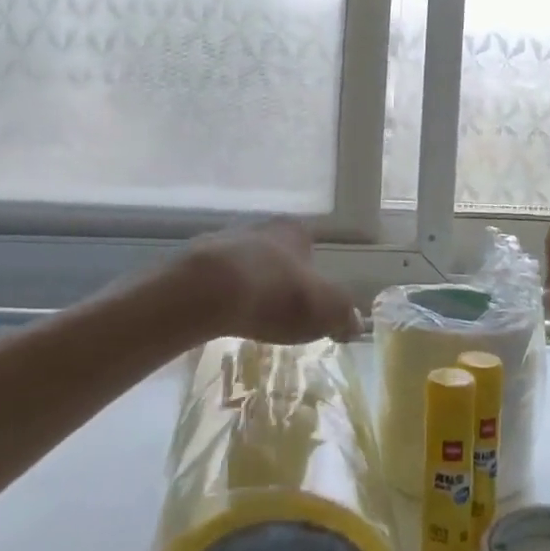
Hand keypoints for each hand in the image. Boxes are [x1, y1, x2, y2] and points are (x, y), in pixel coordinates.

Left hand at [184, 220, 365, 345]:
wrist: (206, 292)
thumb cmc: (275, 294)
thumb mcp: (325, 308)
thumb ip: (343, 314)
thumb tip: (355, 323)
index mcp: (294, 231)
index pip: (310, 245)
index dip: (313, 273)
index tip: (311, 298)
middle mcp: (261, 227)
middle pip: (276, 252)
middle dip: (280, 276)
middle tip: (282, 309)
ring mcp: (224, 240)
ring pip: (245, 263)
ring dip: (250, 283)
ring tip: (251, 315)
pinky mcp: (194, 261)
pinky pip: (216, 278)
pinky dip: (222, 294)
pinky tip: (223, 315)